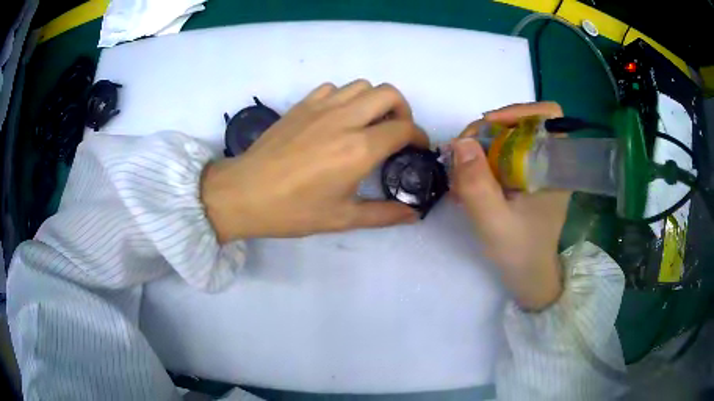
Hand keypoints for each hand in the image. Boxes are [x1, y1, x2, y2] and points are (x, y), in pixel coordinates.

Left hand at [201, 80, 427, 241]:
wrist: (246, 193)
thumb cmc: (293, 210)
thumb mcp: (343, 218)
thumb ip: (384, 214)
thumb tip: (413, 215)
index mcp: (359, 148)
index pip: (404, 128)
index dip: (418, 136)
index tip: (418, 148)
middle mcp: (345, 119)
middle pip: (389, 93)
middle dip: (402, 110)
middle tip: (397, 131)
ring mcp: (322, 107)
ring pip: (362, 85)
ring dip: (374, 101)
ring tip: (369, 123)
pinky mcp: (302, 104)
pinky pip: (333, 88)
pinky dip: (344, 97)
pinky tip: (337, 119)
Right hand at [451, 102, 570, 310]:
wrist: (527, 276)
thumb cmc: (519, 252)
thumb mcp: (494, 222)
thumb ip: (477, 184)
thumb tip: (460, 142)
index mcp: (555, 166)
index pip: (548, 115)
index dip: (519, 110)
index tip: (488, 126)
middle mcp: (548, 161)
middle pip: (519, 123)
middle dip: (486, 133)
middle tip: (460, 156)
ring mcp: (535, 168)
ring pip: (506, 138)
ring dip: (478, 150)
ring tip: (459, 177)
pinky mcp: (524, 177)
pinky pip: (500, 155)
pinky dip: (480, 163)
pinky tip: (466, 184)